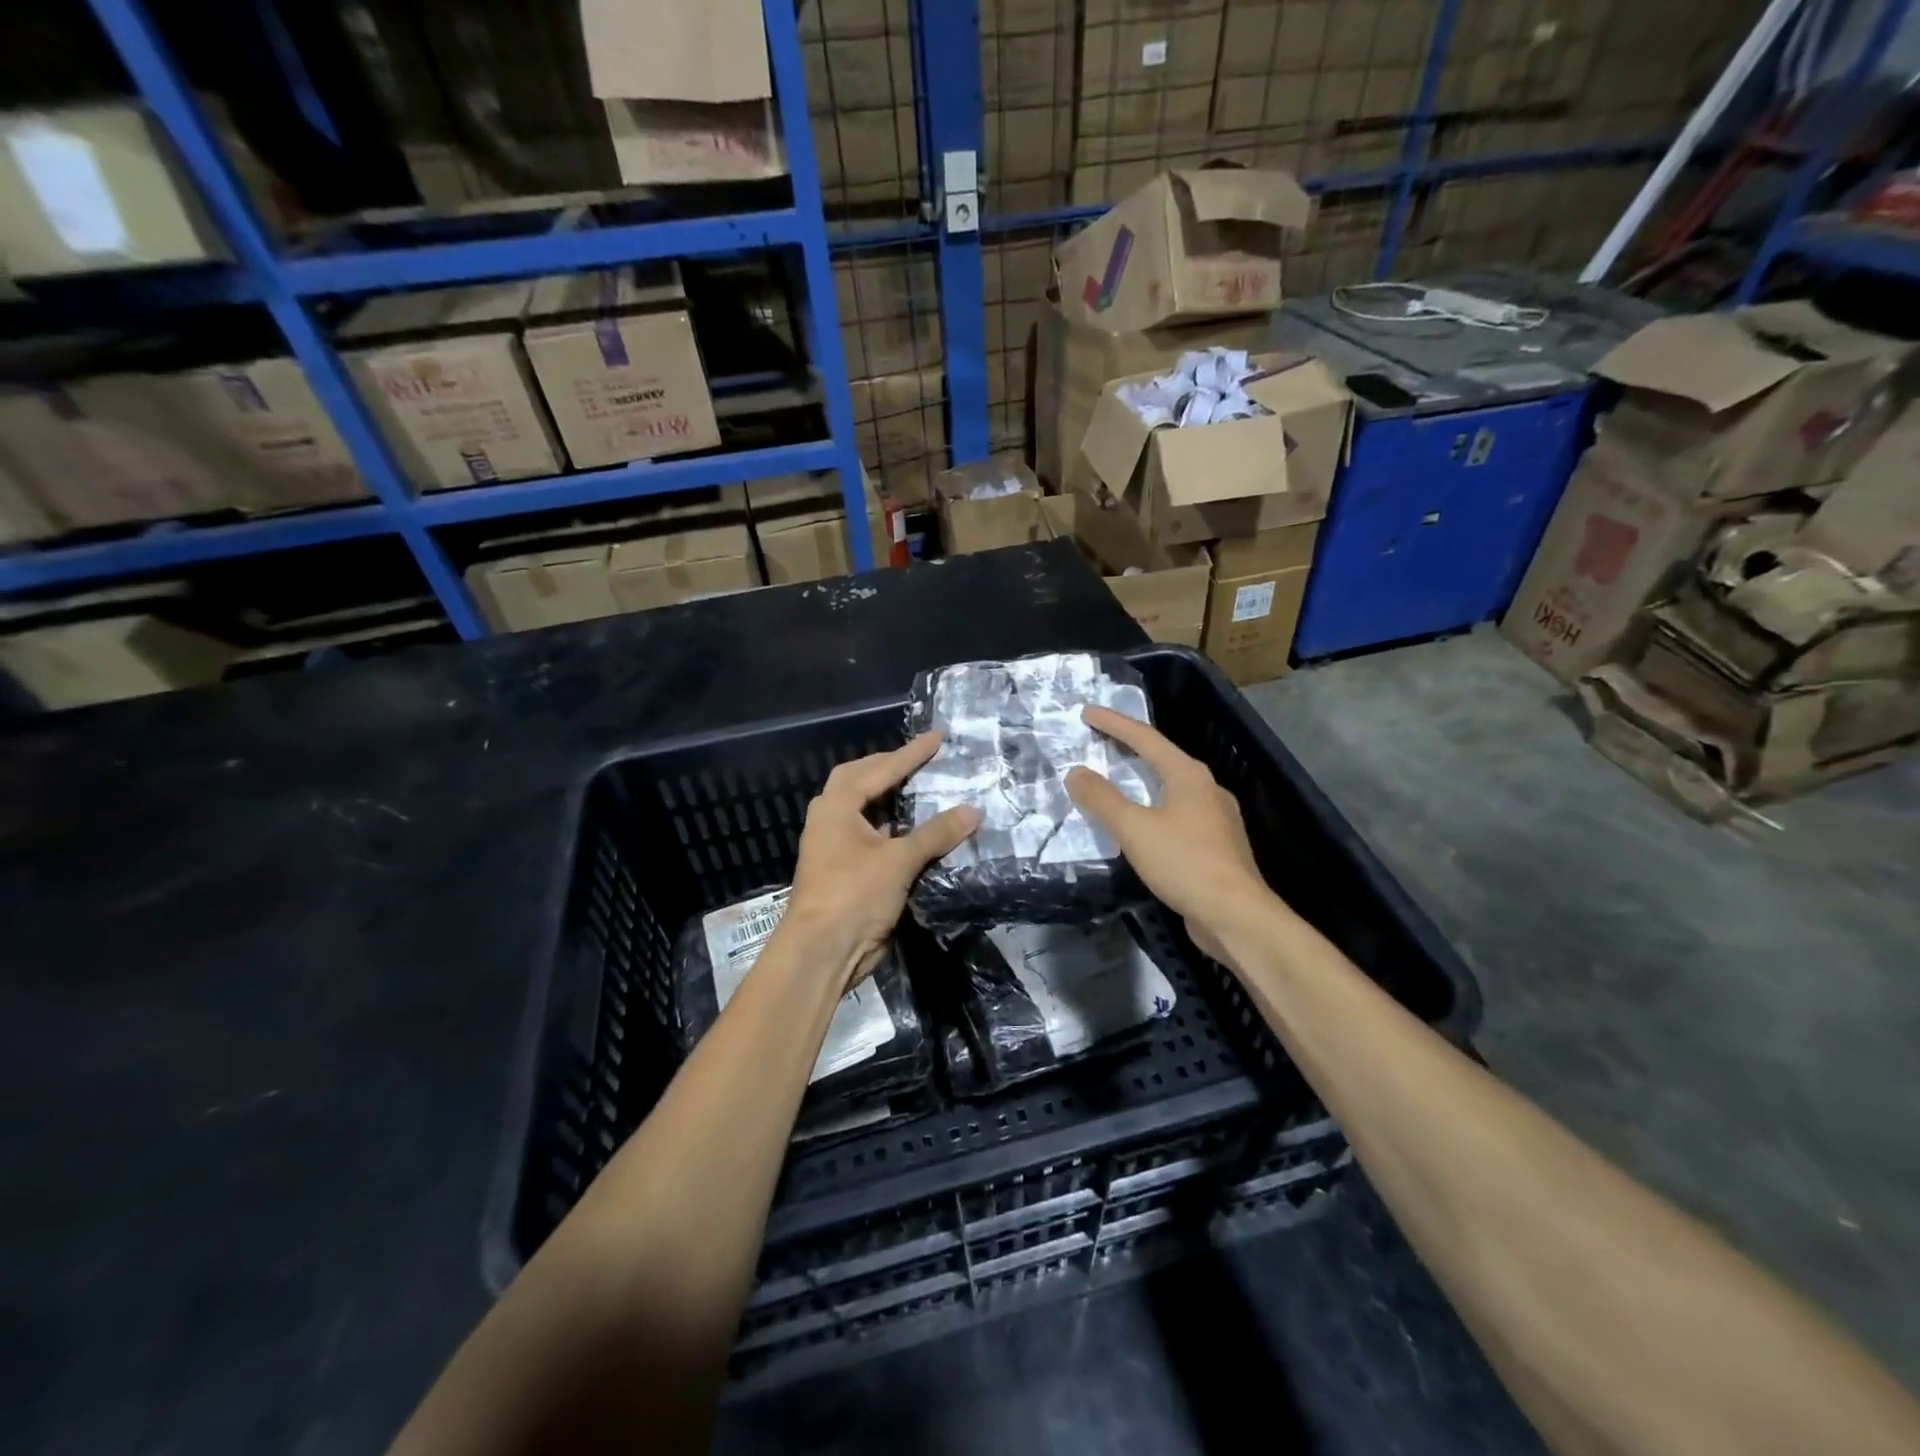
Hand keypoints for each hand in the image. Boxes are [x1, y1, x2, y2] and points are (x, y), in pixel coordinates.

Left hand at [782, 732, 979, 991]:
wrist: (822, 951)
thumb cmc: (854, 895)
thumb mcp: (899, 860)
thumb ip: (936, 833)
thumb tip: (973, 810)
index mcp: (836, 805)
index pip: (880, 769)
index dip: (911, 754)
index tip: (937, 738)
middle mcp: (831, 818)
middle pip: (860, 780)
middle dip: (889, 767)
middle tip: (921, 759)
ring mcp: (834, 844)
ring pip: (864, 809)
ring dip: (890, 797)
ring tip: (921, 787)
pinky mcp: (844, 869)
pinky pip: (871, 835)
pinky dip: (892, 826)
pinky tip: (915, 829)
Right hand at [1065, 706, 1273, 960]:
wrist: (1236, 915)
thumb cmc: (1184, 863)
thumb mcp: (1134, 828)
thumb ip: (1102, 799)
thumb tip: (1076, 772)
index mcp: (1189, 776)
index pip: (1146, 738)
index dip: (1114, 724)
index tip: (1086, 713)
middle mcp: (1207, 789)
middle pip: (1162, 759)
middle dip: (1130, 748)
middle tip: (1099, 741)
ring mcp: (1216, 819)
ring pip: (1172, 788)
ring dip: (1143, 780)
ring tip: (1117, 780)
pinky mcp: (1217, 846)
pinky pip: (1178, 815)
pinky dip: (1154, 809)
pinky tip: (1143, 825)